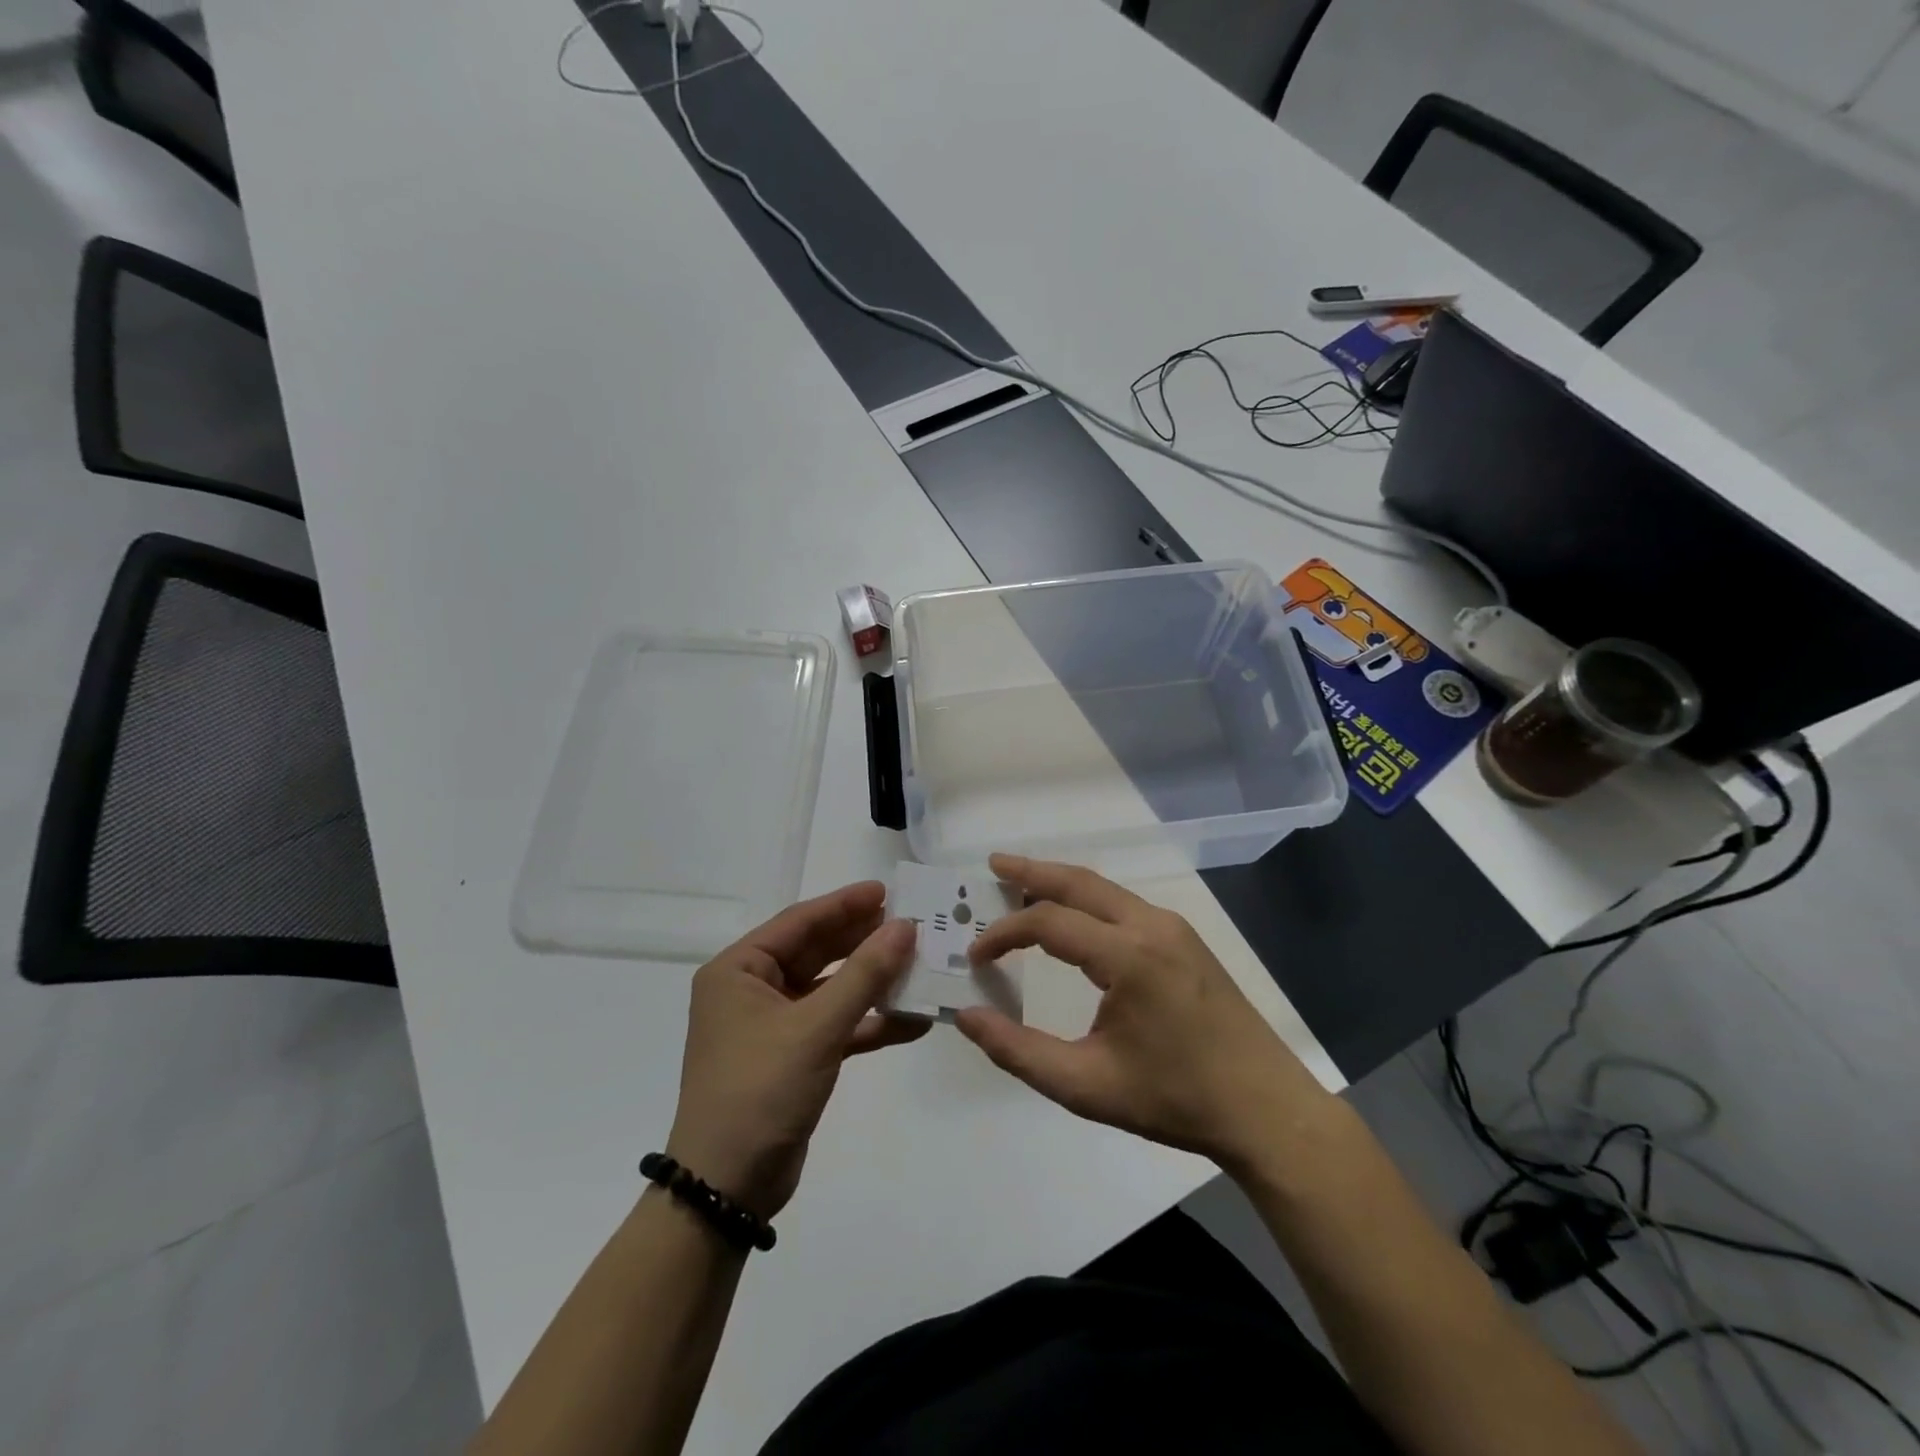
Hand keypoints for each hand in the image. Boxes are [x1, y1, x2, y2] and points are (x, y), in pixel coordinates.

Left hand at [666, 883, 924, 1220]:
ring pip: (831, 990)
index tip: (887, 892)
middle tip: (910, 924)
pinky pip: (837, 1027)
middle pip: (817, 952)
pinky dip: (870, 1024)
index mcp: (739, 970)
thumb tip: (905, 927)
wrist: (727, 1189)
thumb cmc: (760, 1090)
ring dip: (872, 982)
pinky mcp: (794, 1057)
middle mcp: (752, 990)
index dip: (844, 904)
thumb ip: (864, 975)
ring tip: (919, 965)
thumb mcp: (815, 1028)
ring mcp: (774, 1026)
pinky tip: (913, 1021)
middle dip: (863, 941)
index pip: (799, 922)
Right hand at [954, 855, 1329, 1171]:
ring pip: (1104, 890)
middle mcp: (1150, 926)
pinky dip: (1088, 901)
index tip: (975, 956)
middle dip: (1031, 871)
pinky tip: (1073, 919)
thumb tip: (967, 1017)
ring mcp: (1173, 928)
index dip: (1004, 933)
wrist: (1266, 1110)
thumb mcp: (1086, 1086)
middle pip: (1079, 883)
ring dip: (1061, 883)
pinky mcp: (1185, 940)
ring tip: (1021, 883)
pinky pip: (1124, 906)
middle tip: (992, 864)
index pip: (1048, 923)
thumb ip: (1019, 1051)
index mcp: (1128, 956)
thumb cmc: (1175, 1100)